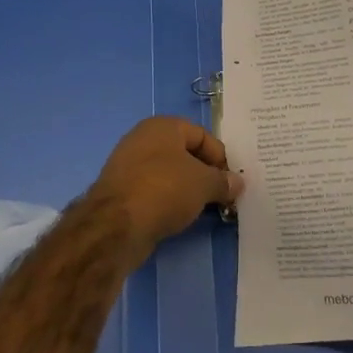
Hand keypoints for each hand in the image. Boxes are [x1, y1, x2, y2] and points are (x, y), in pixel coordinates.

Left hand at [89, 117, 243, 261]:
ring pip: (168, 174)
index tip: (230, 182)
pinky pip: (153, 191)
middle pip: (184, 154)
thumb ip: (223, 181)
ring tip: (203, 209)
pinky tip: (178, 217)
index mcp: (163, 126)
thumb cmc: (165, 190)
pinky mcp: (120, 191)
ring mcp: (128, 165)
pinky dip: (168, 201)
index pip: (202, 135)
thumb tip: (237, 183)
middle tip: (220, 196)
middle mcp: (142, 139)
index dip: (220, 158)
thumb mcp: (204, 184)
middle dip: (204, 174)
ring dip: (187, 189)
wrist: (115, 225)